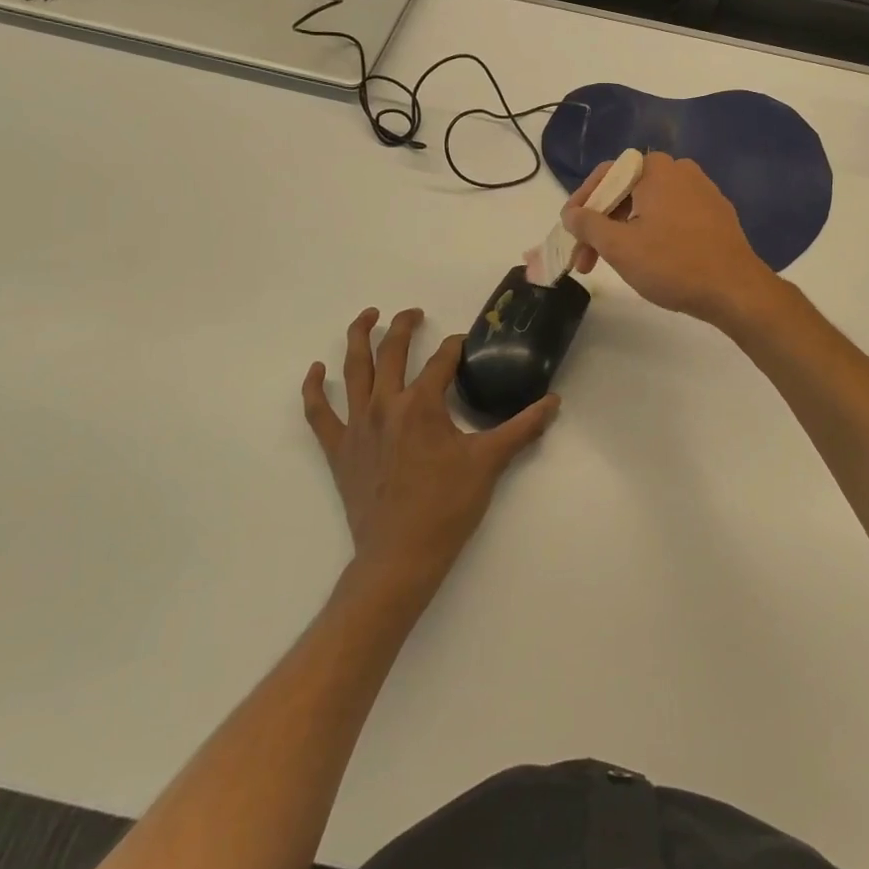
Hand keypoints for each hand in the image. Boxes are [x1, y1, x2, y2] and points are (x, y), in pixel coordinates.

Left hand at [302, 307, 558, 595]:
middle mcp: (385, 404)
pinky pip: (319, 412)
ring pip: (353, 369)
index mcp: (422, 404)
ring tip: (368, 316)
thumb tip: (554, 402)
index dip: (456, 347)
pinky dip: (315, 388)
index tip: (466, 345)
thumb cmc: (447, 506)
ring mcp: (357, 425)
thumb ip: (523, 427)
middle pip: (392, 351)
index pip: (442, 360)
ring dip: (359, 337)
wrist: (401, 555)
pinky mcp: (338, 448)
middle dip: (404, 325)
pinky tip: (317, 370)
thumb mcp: (490, 462)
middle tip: (415, 313)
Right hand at [561, 152, 779, 327]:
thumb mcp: (619, 246)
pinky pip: (672, 216)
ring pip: (649, 206)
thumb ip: (588, 224)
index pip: (606, 175)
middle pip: (627, 191)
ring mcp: (703, 193)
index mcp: (656, 169)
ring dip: (624, 231)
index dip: (581, 202)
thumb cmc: (672, 264)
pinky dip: (651, 233)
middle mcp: (681, 171)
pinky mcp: (716, 216)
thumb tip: (571, 213)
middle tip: (584, 258)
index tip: (568, 230)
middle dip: (601, 224)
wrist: (736, 291)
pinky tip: (646, 260)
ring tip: (610, 263)